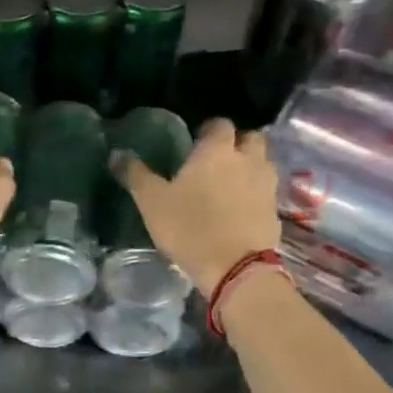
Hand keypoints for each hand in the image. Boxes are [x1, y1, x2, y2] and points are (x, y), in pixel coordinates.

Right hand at [112, 119, 278, 291]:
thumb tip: (116, 154)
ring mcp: (266, 186)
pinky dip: (255, 194)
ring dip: (249, 167)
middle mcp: (248, 160)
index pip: (220, 124)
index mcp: (217, 151)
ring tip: (229, 184)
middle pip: (251, 138)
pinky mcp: (275, 212)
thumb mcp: (152, 202)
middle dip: (237, 143)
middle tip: (216, 160)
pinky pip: (266, 192)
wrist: (236, 269)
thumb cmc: (190, 227)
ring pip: (262, 164)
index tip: (196, 141)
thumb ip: (135, 175)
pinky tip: (239, 209)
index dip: (209, 130)